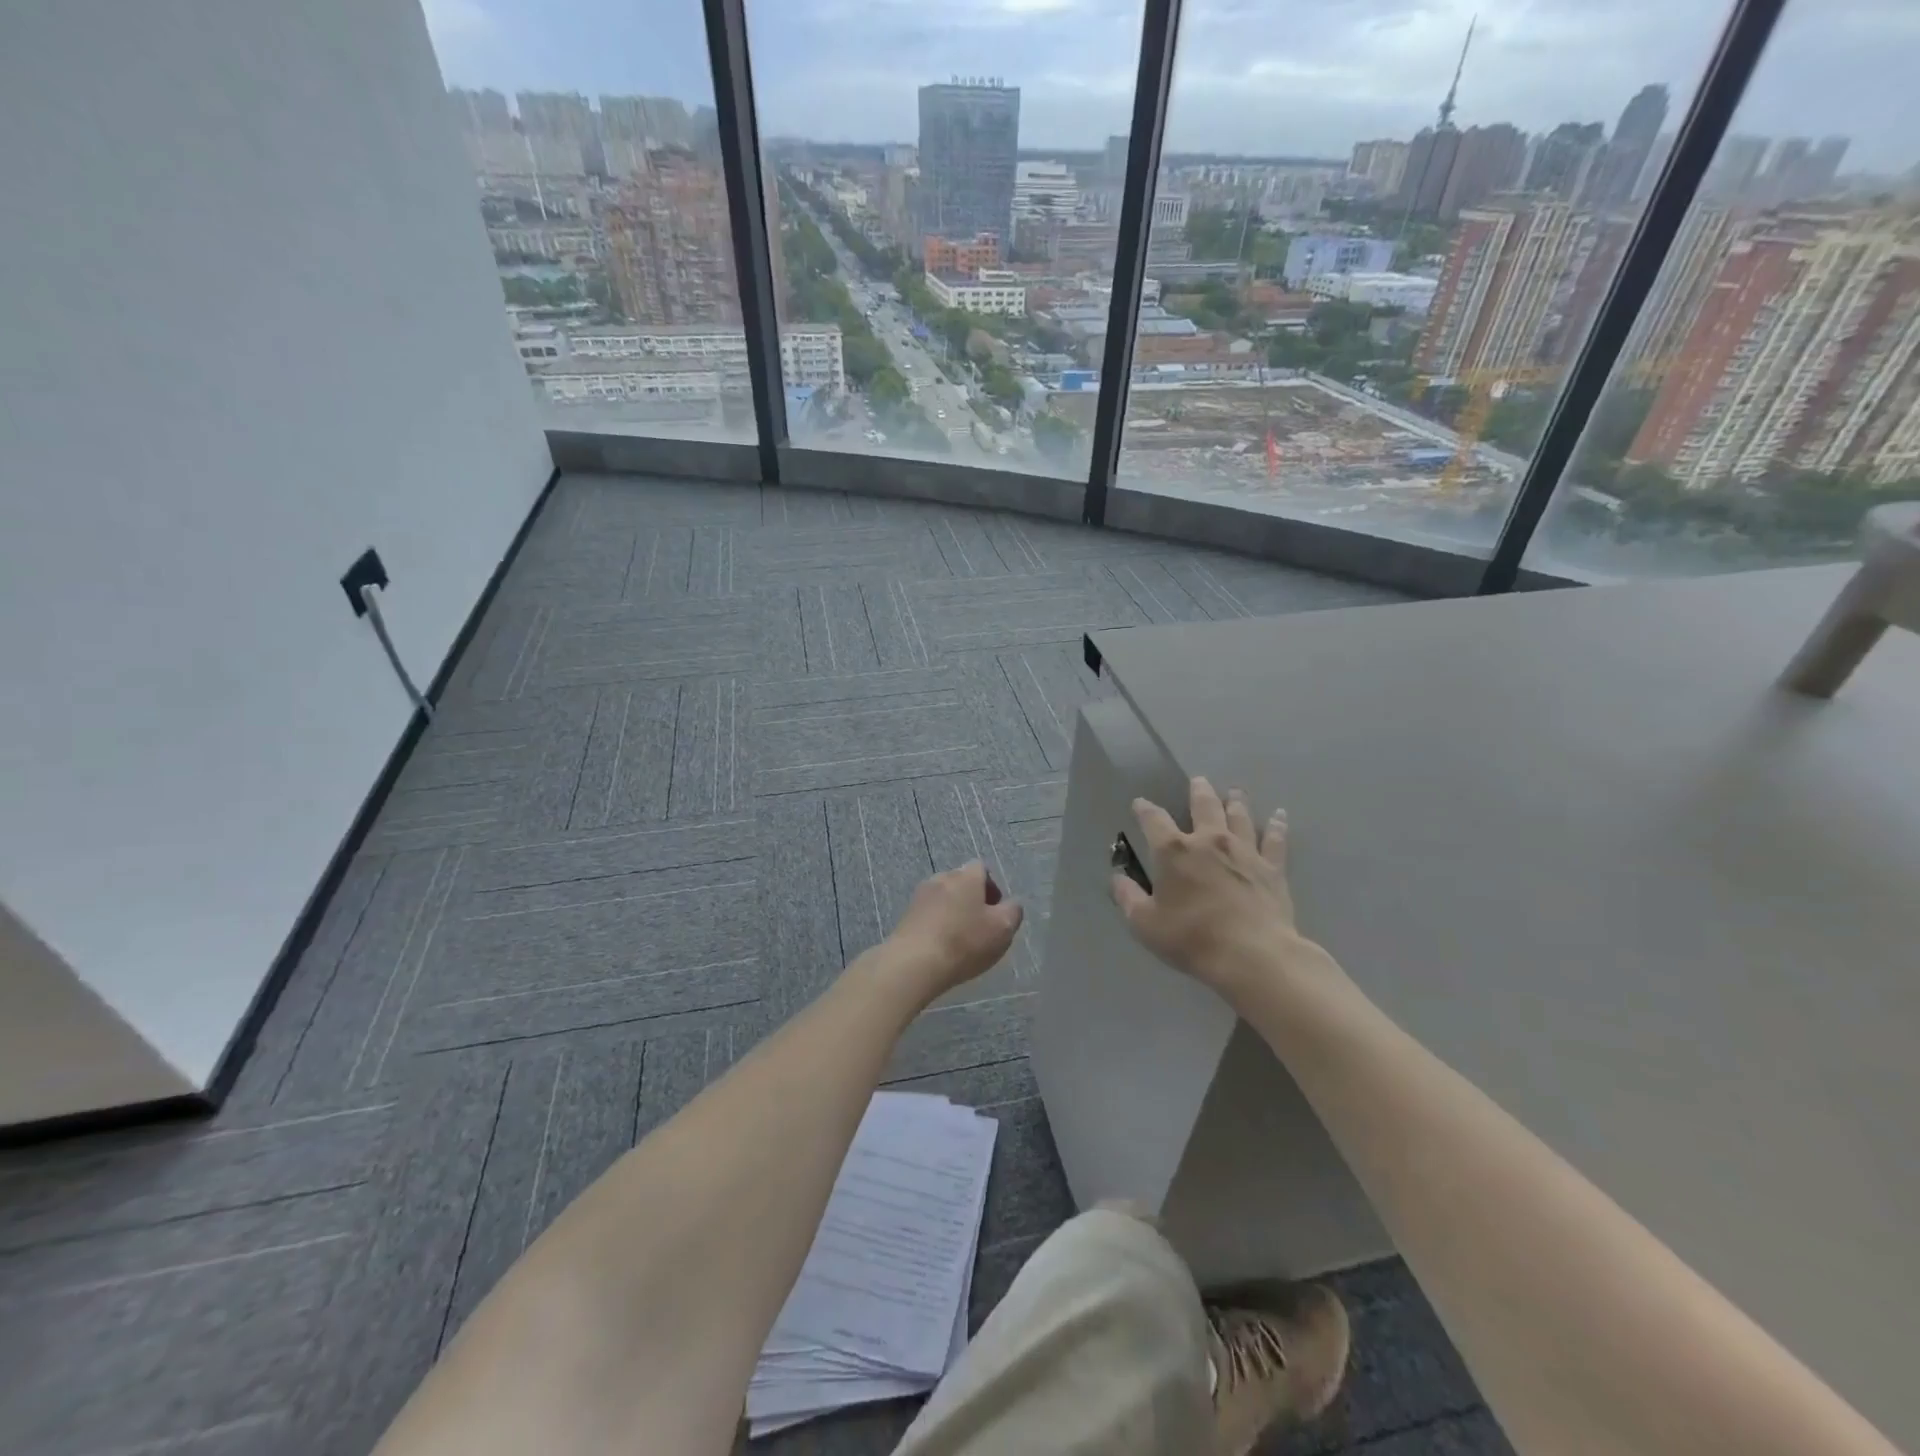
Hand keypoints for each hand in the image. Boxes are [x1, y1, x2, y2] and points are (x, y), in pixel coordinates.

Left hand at [885, 862, 1023, 998]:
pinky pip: (929, 915)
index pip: (982, 868)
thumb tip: (1011, 904)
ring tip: (960, 940)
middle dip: (973, 900)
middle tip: (981, 927)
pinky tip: (942, 947)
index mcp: (966, 876)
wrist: (914, 963)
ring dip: (954, 913)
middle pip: (962, 883)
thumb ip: (1013, 911)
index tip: (996, 912)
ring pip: (944, 899)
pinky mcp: (906, 915)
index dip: (992, 888)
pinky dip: (938, 925)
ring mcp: (920, 896)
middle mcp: (941, 878)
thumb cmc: (965, 942)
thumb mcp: (1003, 928)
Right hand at [1111, 777, 1300, 998]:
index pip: (1153, 820)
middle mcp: (1209, 840)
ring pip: (1239, 816)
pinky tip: (1280, 815)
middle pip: (1203, 806)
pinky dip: (1277, 826)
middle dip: (1198, 792)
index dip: (1144, 809)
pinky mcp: (1271, 867)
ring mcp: (1244, 851)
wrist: (1252, 955)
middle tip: (1198, 781)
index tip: (1140, 803)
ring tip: (1234, 791)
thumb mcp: (1145, 924)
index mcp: (1173, 851)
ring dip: (1235, 801)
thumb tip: (1117, 879)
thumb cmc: (1191, 938)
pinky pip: (1275, 840)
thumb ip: (1128, 898)